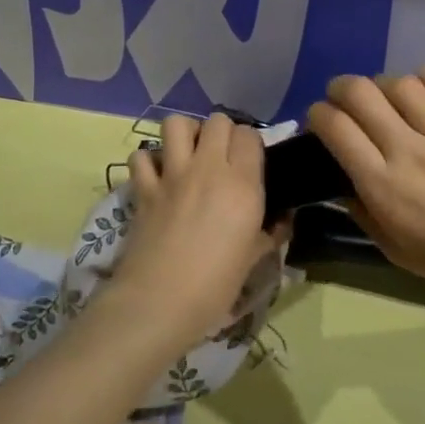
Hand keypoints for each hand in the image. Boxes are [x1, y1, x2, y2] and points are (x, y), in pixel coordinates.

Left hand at [104, 112, 286, 355]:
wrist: (161, 302)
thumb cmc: (216, 284)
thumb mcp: (255, 257)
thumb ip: (272, 231)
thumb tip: (283, 220)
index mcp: (243, 183)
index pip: (250, 135)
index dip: (251, 145)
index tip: (251, 164)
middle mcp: (208, 168)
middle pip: (217, 121)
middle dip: (222, 133)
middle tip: (222, 158)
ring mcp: (172, 175)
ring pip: (176, 124)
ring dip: (185, 134)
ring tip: (189, 155)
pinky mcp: (143, 188)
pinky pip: (141, 156)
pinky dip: (148, 161)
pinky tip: (156, 177)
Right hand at [307, 68, 424, 304]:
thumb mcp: (394, 250)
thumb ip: (362, 213)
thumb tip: (342, 182)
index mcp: (382, 185)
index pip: (336, 128)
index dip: (318, 114)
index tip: (319, 121)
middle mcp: (408, 151)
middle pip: (361, 94)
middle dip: (340, 88)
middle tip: (343, 100)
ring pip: (402, 84)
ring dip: (384, 85)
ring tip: (387, 98)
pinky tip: (424, 86)